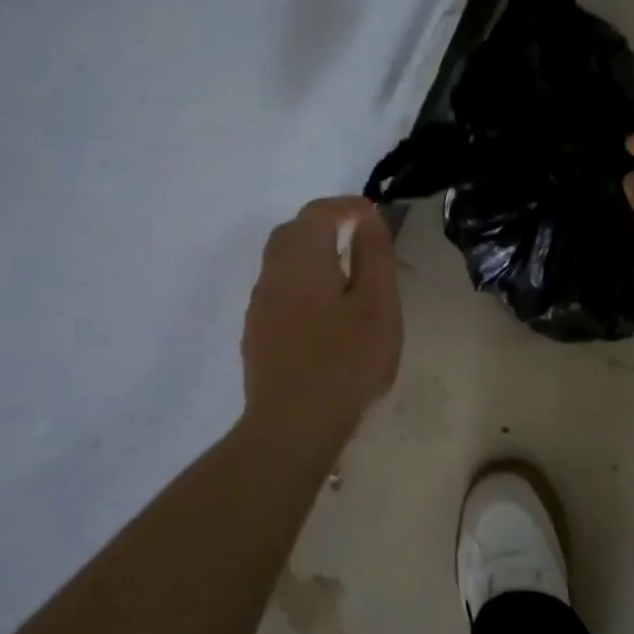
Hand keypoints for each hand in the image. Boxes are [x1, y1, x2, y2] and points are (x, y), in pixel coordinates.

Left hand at [240, 197, 402, 444]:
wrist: (293, 426)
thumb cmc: (346, 360)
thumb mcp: (377, 304)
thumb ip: (373, 254)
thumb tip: (366, 218)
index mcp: (302, 259)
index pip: (319, 212)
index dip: (347, 206)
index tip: (374, 215)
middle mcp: (273, 274)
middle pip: (293, 232)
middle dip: (325, 225)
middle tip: (359, 238)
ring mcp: (259, 306)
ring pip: (282, 262)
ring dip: (311, 255)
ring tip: (346, 274)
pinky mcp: (257, 334)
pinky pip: (279, 291)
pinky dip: (302, 283)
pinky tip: (324, 312)